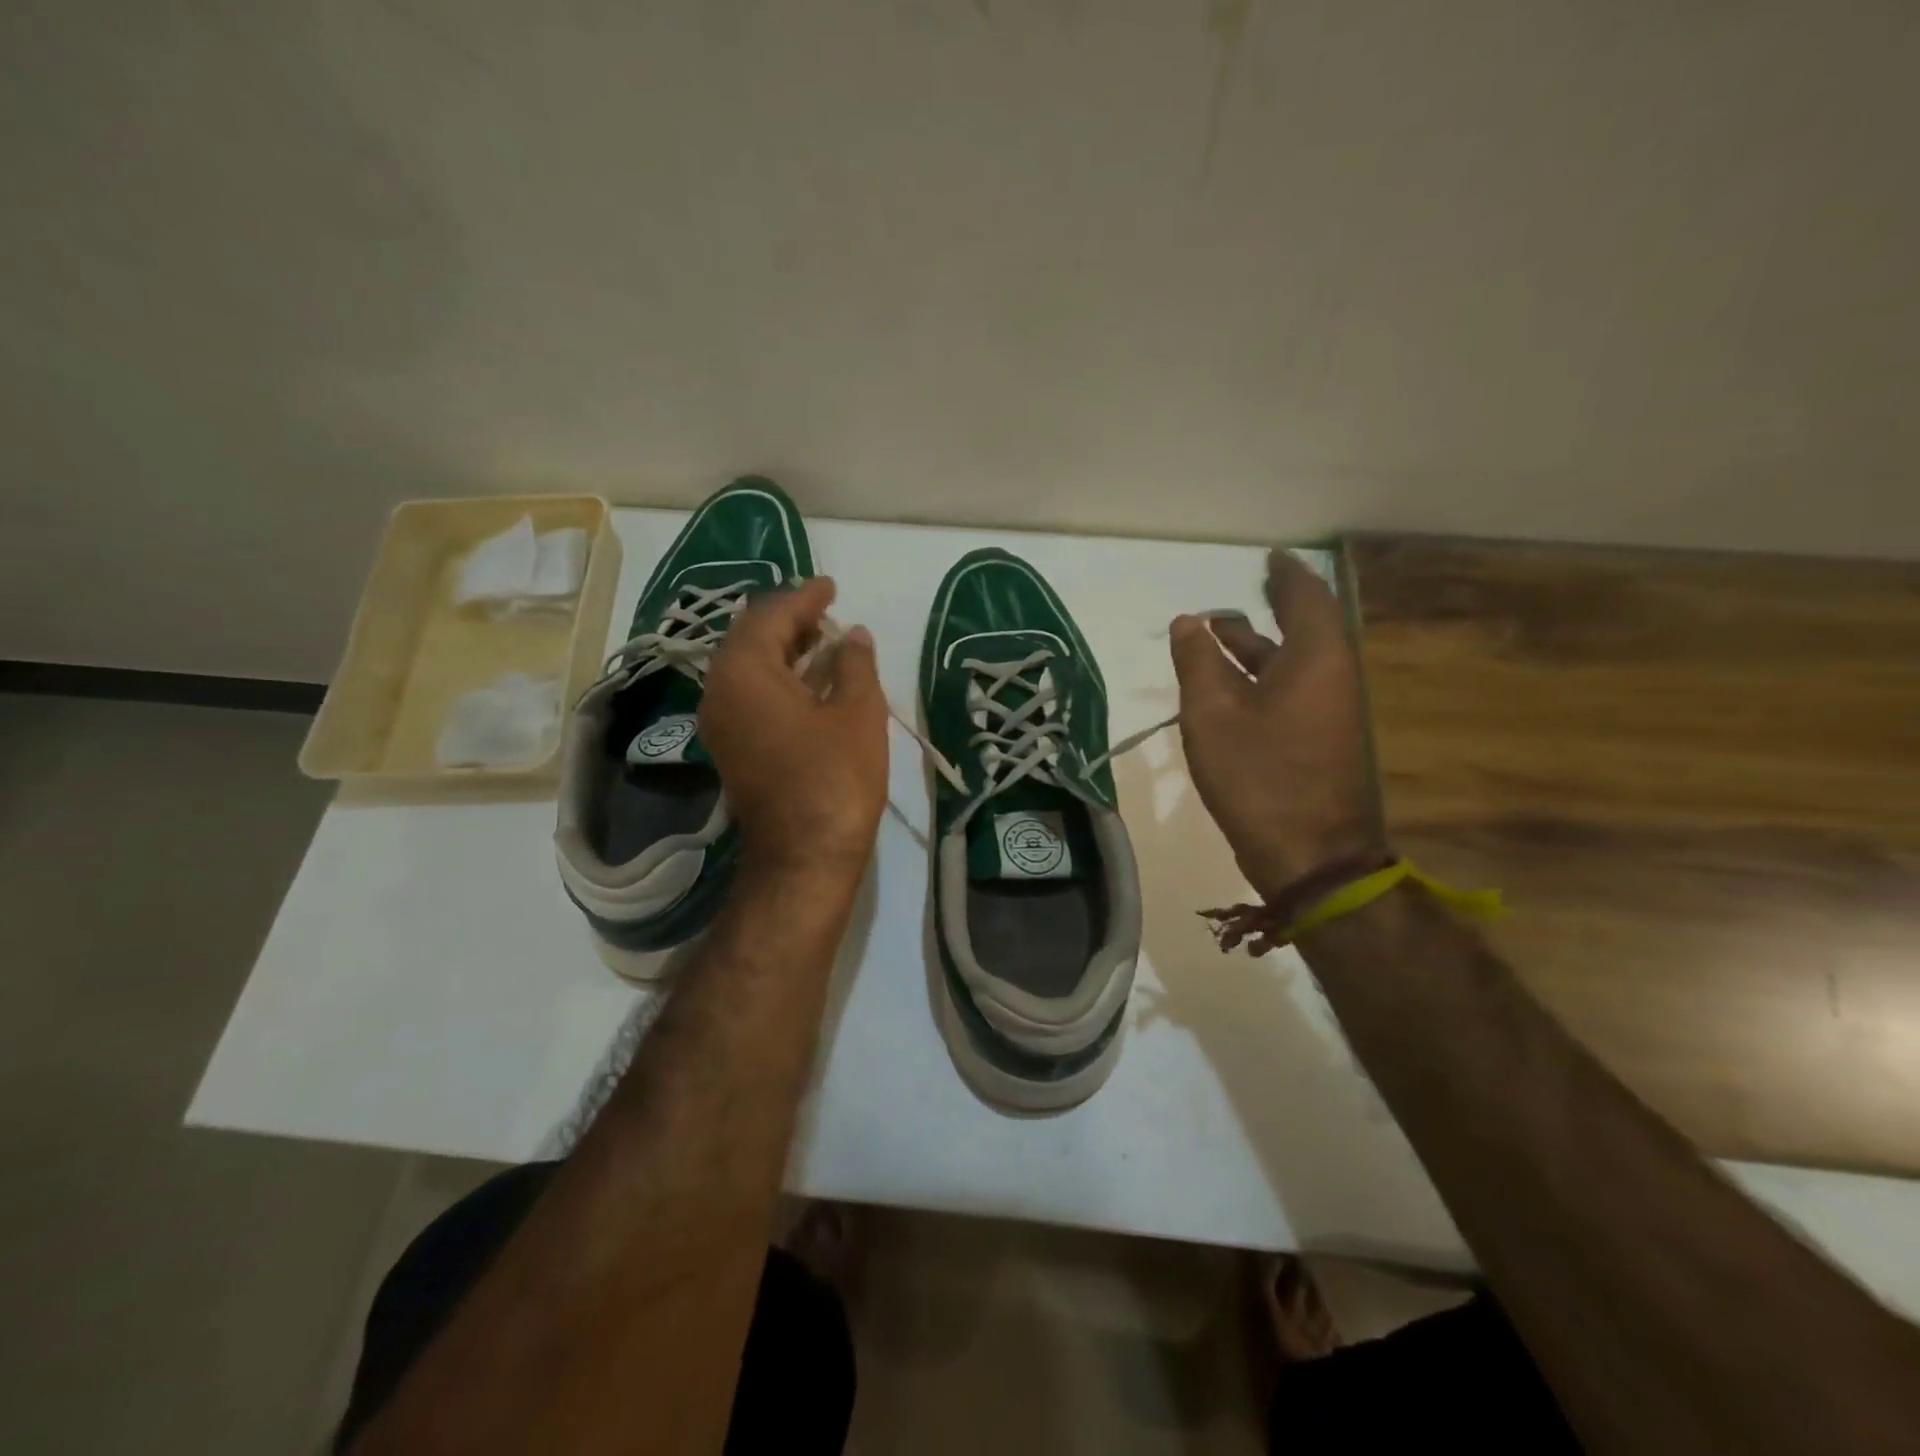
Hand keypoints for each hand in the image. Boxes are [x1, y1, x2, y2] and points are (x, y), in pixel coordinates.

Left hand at [698, 578, 887, 885]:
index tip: (830, 585)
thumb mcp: (858, 713)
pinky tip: (810, 680)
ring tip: (823, 639)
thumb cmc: (835, 778)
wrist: (803, 857)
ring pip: (748, 667)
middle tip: (826, 610)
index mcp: (744, 672)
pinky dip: (777, 678)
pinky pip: (749, 694)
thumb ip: (855, 664)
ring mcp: (720, 722)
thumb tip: (853, 635)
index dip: (803, 597)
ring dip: (783, 649)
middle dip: (789, 620)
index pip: (770, 616)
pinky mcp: (730, 747)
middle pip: (750, 638)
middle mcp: (719, 690)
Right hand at [1169, 550, 1380, 898]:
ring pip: (1291, 663)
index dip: (1285, 574)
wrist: (1307, 854)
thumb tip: (1189, 623)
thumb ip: (1197, 662)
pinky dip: (1258, 678)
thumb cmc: (1258, 775)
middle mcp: (1330, 677)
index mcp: (1315, 658)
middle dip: (1264, 610)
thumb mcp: (1212, 713)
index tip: (1269, 557)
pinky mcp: (1318, 740)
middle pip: (1300, 628)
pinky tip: (1225, 687)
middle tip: (1231, 597)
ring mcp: (1327, 712)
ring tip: (1211, 637)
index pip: (1306, 596)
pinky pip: (1290, 690)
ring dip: (1254, 648)